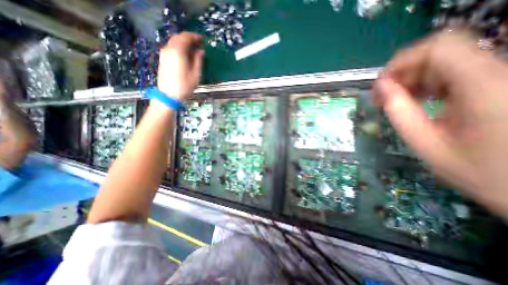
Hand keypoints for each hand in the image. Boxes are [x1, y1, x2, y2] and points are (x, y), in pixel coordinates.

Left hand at [157, 31, 203, 100]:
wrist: (168, 95)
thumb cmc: (184, 86)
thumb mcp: (196, 74)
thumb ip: (198, 60)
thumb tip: (201, 51)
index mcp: (178, 52)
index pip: (186, 37)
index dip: (195, 37)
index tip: (202, 40)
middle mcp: (169, 49)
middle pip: (178, 37)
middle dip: (189, 39)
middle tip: (198, 44)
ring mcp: (164, 54)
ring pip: (174, 42)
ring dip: (184, 43)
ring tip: (193, 50)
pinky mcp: (163, 59)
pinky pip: (171, 48)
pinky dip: (179, 48)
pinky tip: (185, 55)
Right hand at [372, 30, 507, 217]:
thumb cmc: (480, 170)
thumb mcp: (425, 143)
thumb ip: (399, 112)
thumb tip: (381, 87)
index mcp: (486, 87)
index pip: (438, 48)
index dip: (401, 61)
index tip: (380, 84)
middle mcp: (501, 72)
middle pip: (440, 52)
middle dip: (403, 72)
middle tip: (383, 96)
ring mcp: (503, 76)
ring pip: (446, 61)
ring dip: (413, 78)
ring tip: (397, 100)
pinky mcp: (500, 83)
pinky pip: (456, 71)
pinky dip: (429, 83)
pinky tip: (419, 99)